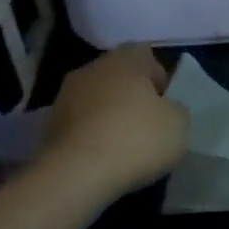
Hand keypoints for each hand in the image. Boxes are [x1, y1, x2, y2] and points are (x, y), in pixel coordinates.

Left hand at [44, 45, 189, 197]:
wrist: (76, 174)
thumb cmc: (136, 139)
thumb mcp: (179, 124)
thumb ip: (176, 109)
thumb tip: (166, 109)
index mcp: (125, 59)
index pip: (146, 55)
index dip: (158, 76)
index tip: (165, 103)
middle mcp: (92, 68)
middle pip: (118, 76)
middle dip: (132, 95)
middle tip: (147, 123)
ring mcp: (65, 95)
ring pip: (96, 99)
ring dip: (109, 114)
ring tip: (124, 144)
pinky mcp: (49, 125)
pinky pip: (80, 123)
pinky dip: (91, 134)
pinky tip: (103, 158)